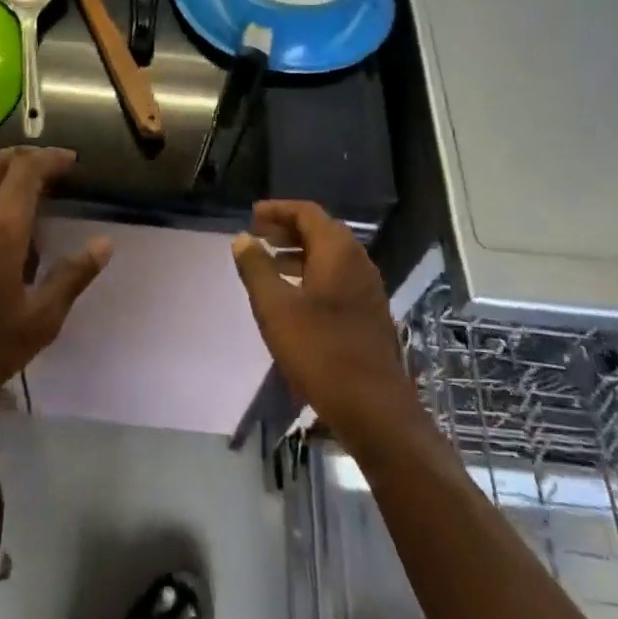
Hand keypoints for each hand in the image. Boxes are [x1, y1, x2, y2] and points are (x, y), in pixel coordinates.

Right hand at [232, 200, 423, 446]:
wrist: (374, 408)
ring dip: (299, 253)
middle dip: (288, 229)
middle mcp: (358, 261)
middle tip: (258, 236)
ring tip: (270, 264)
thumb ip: (256, 269)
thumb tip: (243, 239)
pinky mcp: (370, 312)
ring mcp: (368, 288)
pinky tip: (294, 297)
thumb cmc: (320, 351)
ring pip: (330, 256)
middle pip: (321, 230)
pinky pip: (338, 277)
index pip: (307, 212)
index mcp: (338, 251)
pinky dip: (313, 273)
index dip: (278, 210)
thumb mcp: (275, 308)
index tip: (252, 216)